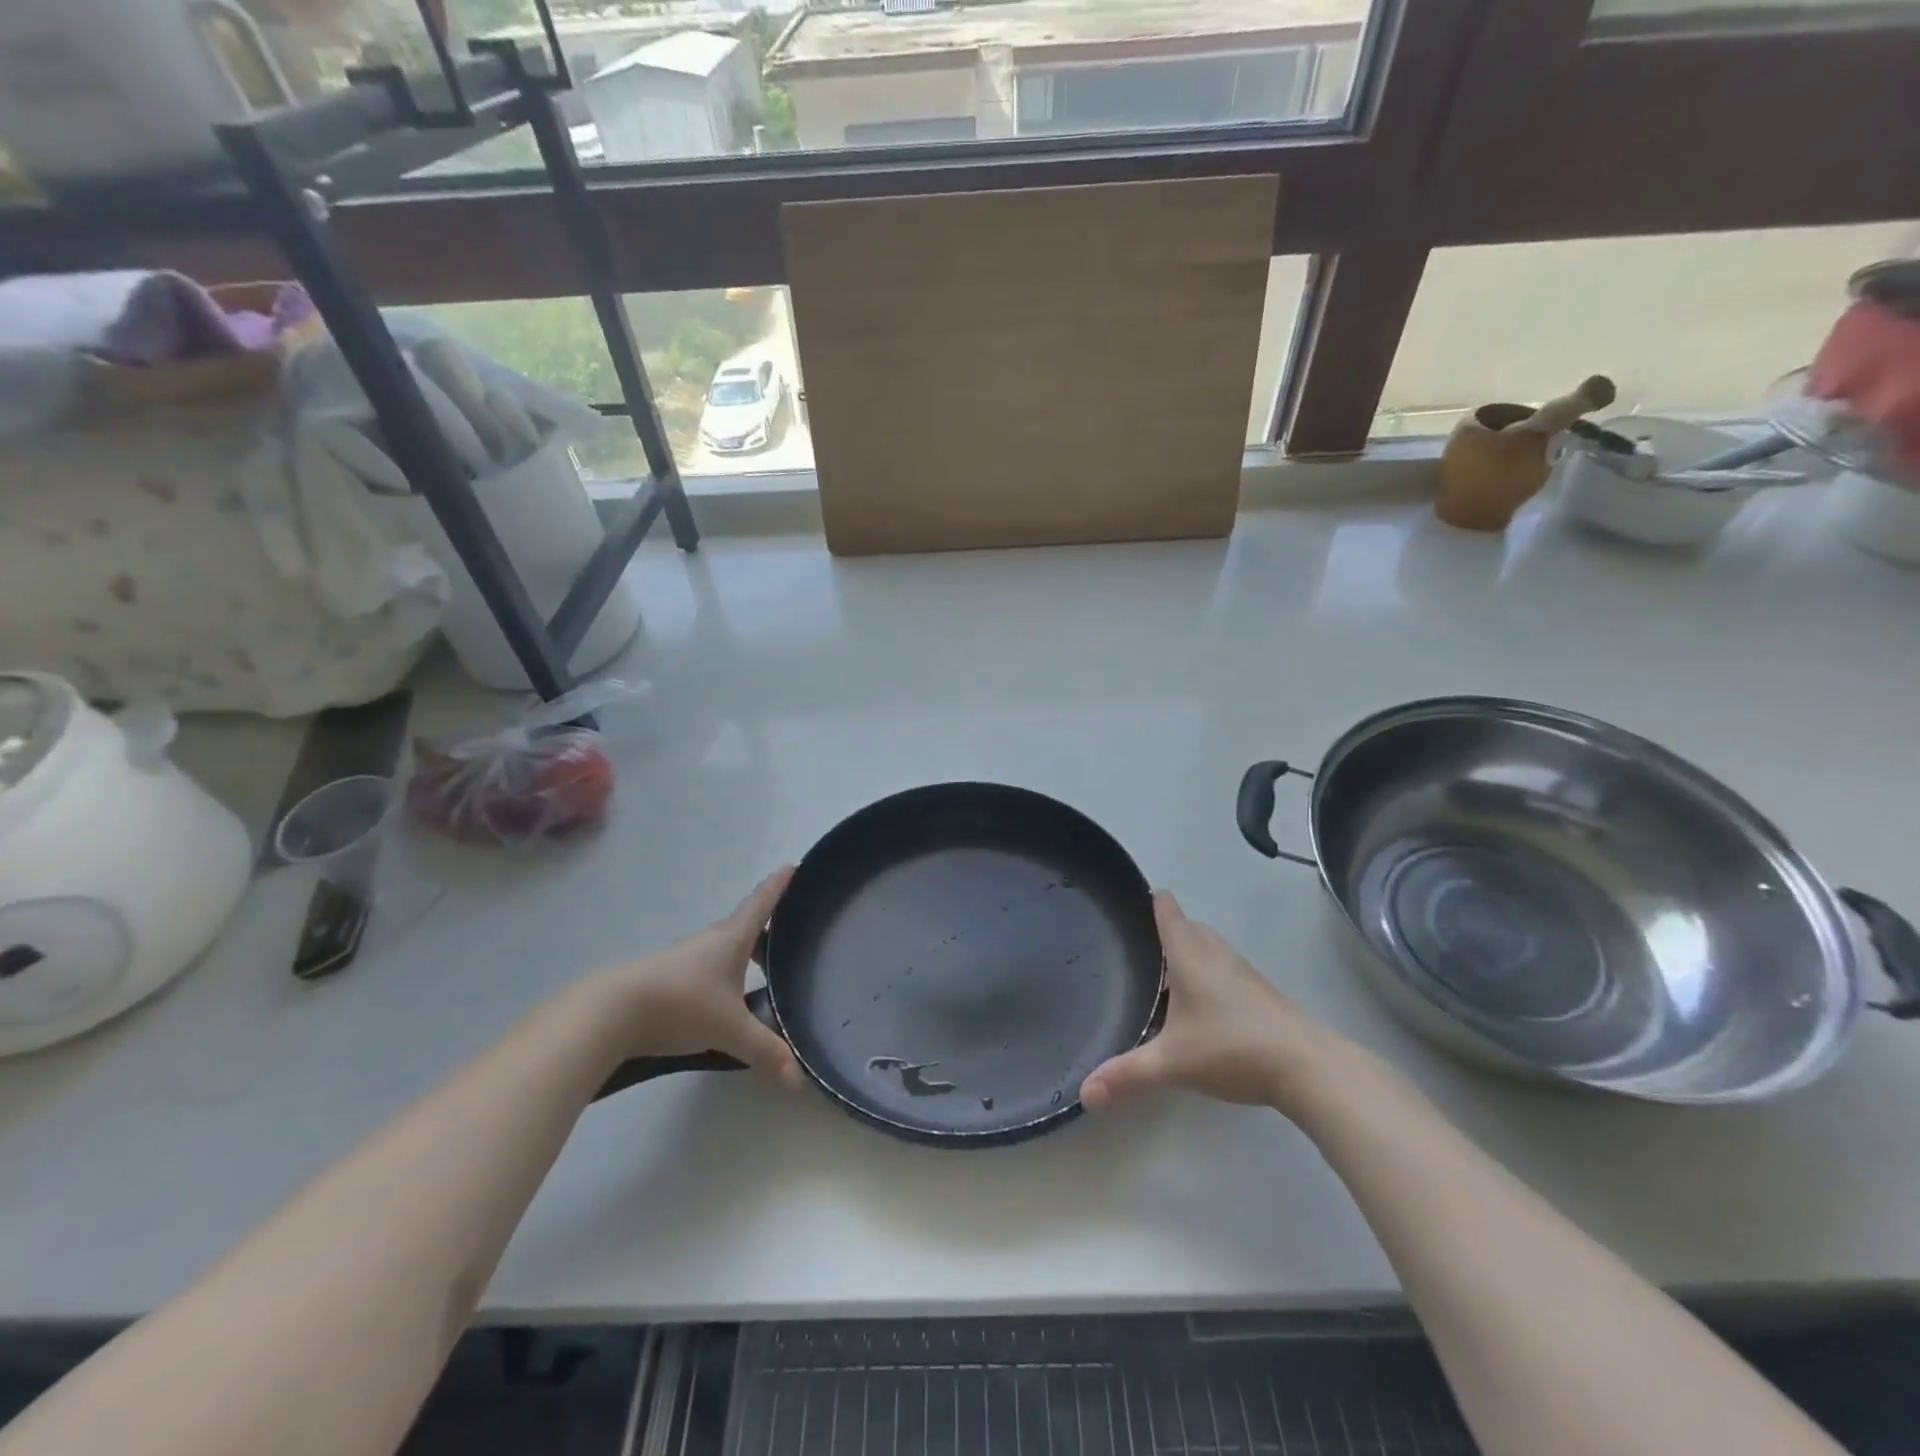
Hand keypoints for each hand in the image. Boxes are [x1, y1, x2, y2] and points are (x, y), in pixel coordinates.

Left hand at [593, 867, 800, 1086]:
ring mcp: (684, 958)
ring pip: (723, 947)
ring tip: (761, 969)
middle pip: (744, 924)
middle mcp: (710, 941)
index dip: (779, 885)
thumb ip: (765, 1050)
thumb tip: (798, 1079)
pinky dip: (722, 973)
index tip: (794, 865)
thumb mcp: (730, 1029)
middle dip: (767, 925)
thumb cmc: (681, 1005)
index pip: (762, 903)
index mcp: (732, 939)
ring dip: (743, 952)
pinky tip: (724, 997)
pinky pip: (705, 967)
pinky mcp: (666, 978)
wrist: (611, 1013)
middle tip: (789, 932)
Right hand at [1081, 891, 1337, 1112]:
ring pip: (1212, 948)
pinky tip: (1205, 1004)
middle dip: (1171, 927)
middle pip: (1191, 927)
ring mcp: (1244, 973)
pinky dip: (1211, 974)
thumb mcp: (1172, 1063)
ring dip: (1193, 951)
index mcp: (1190, 957)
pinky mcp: (1263, 994)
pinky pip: (1227, 970)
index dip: (1154, 900)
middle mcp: (1216, 956)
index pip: (1169, 914)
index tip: (1138, 894)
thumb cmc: (1232, 1049)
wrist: (1308, 1067)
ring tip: (1169, 971)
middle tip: (1143, 941)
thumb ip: (1127, 1074)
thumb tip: (1084, 1093)